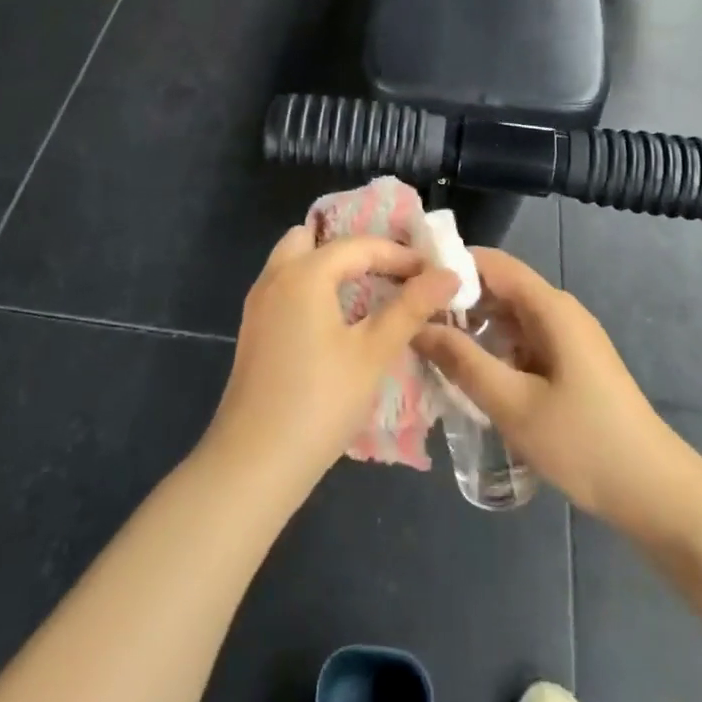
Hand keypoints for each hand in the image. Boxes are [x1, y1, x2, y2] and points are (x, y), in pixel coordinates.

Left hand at [202, 227, 457, 500]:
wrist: (254, 462)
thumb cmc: (320, 402)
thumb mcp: (373, 353)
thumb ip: (410, 308)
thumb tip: (448, 275)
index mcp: (305, 272)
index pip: (360, 245)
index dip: (400, 255)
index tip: (433, 273)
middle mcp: (276, 275)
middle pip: (316, 239)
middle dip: (355, 249)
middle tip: (391, 272)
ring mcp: (259, 302)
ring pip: (296, 261)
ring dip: (332, 267)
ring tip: (371, 292)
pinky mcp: (255, 329)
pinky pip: (287, 286)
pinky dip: (314, 287)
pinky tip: (339, 319)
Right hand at [414, 248, 701, 537]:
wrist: (658, 495)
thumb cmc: (586, 444)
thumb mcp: (514, 405)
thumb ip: (463, 362)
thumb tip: (418, 326)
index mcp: (550, 308)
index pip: (491, 263)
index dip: (449, 265)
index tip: (408, 282)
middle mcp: (559, 312)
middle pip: (499, 288)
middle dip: (455, 300)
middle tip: (410, 321)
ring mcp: (568, 339)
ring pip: (509, 318)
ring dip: (472, 328)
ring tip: (428, 348)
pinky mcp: (571, 365)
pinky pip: (522, 342)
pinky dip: (493, 350)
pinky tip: (468, 376)